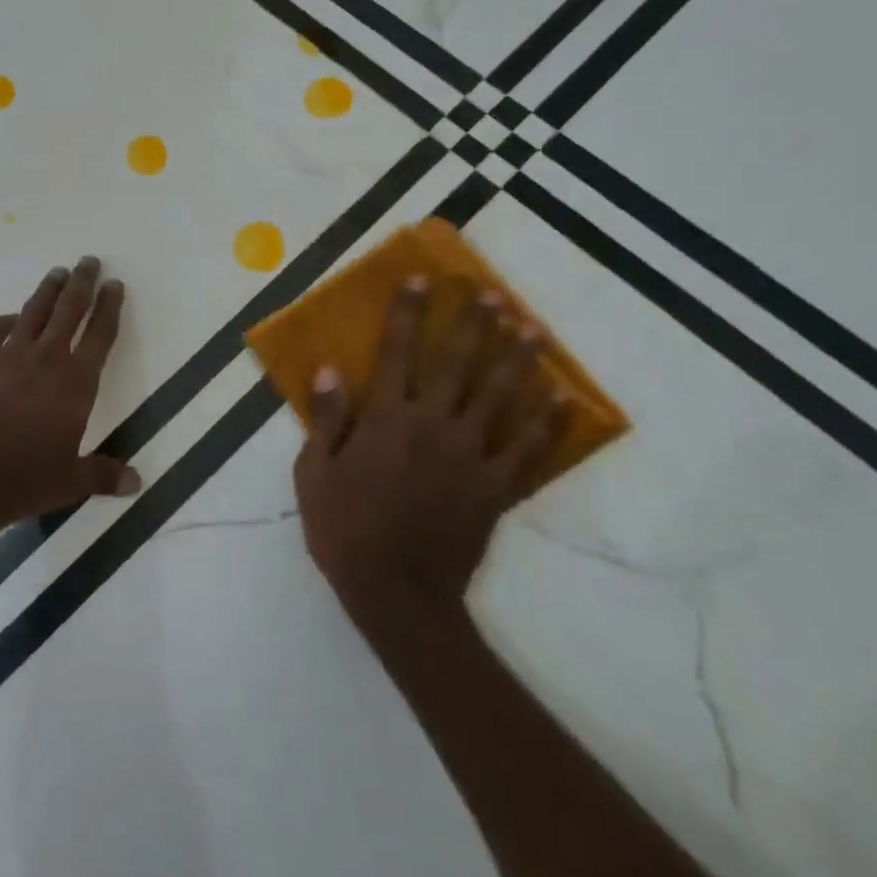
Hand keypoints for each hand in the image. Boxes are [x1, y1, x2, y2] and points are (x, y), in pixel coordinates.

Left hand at [0, 256, 140, 528]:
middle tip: (89, 261)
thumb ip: (103, 475)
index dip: (110, 307)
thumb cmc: (22, 479)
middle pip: (69, 309)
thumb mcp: (70, 482)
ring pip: (34, 310)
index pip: (100, 335)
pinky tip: (12, 318)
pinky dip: (8, 320)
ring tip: (58, 272)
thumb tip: (137, 482)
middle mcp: (46, 357)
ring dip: (49, 289)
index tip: (114, 285)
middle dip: (82, 283)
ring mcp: (8, 354)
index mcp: (76, 382)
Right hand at [294, 277, 561, 626]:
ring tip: (532, 329)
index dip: (406, 313)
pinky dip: (546, 423)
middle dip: (473, 325)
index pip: (396, 352)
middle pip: (457, 364)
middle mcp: (432, 426)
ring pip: (498, 398)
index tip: (419, 280)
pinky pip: (527, 450)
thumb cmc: (344, 529)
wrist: (397, 596)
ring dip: (516, 360)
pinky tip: (562, 398)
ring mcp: (469, 457)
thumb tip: (330, 369)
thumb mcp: (313, 473)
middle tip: (491, 293)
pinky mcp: (495, 489)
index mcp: (386, 419)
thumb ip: (326, 419)